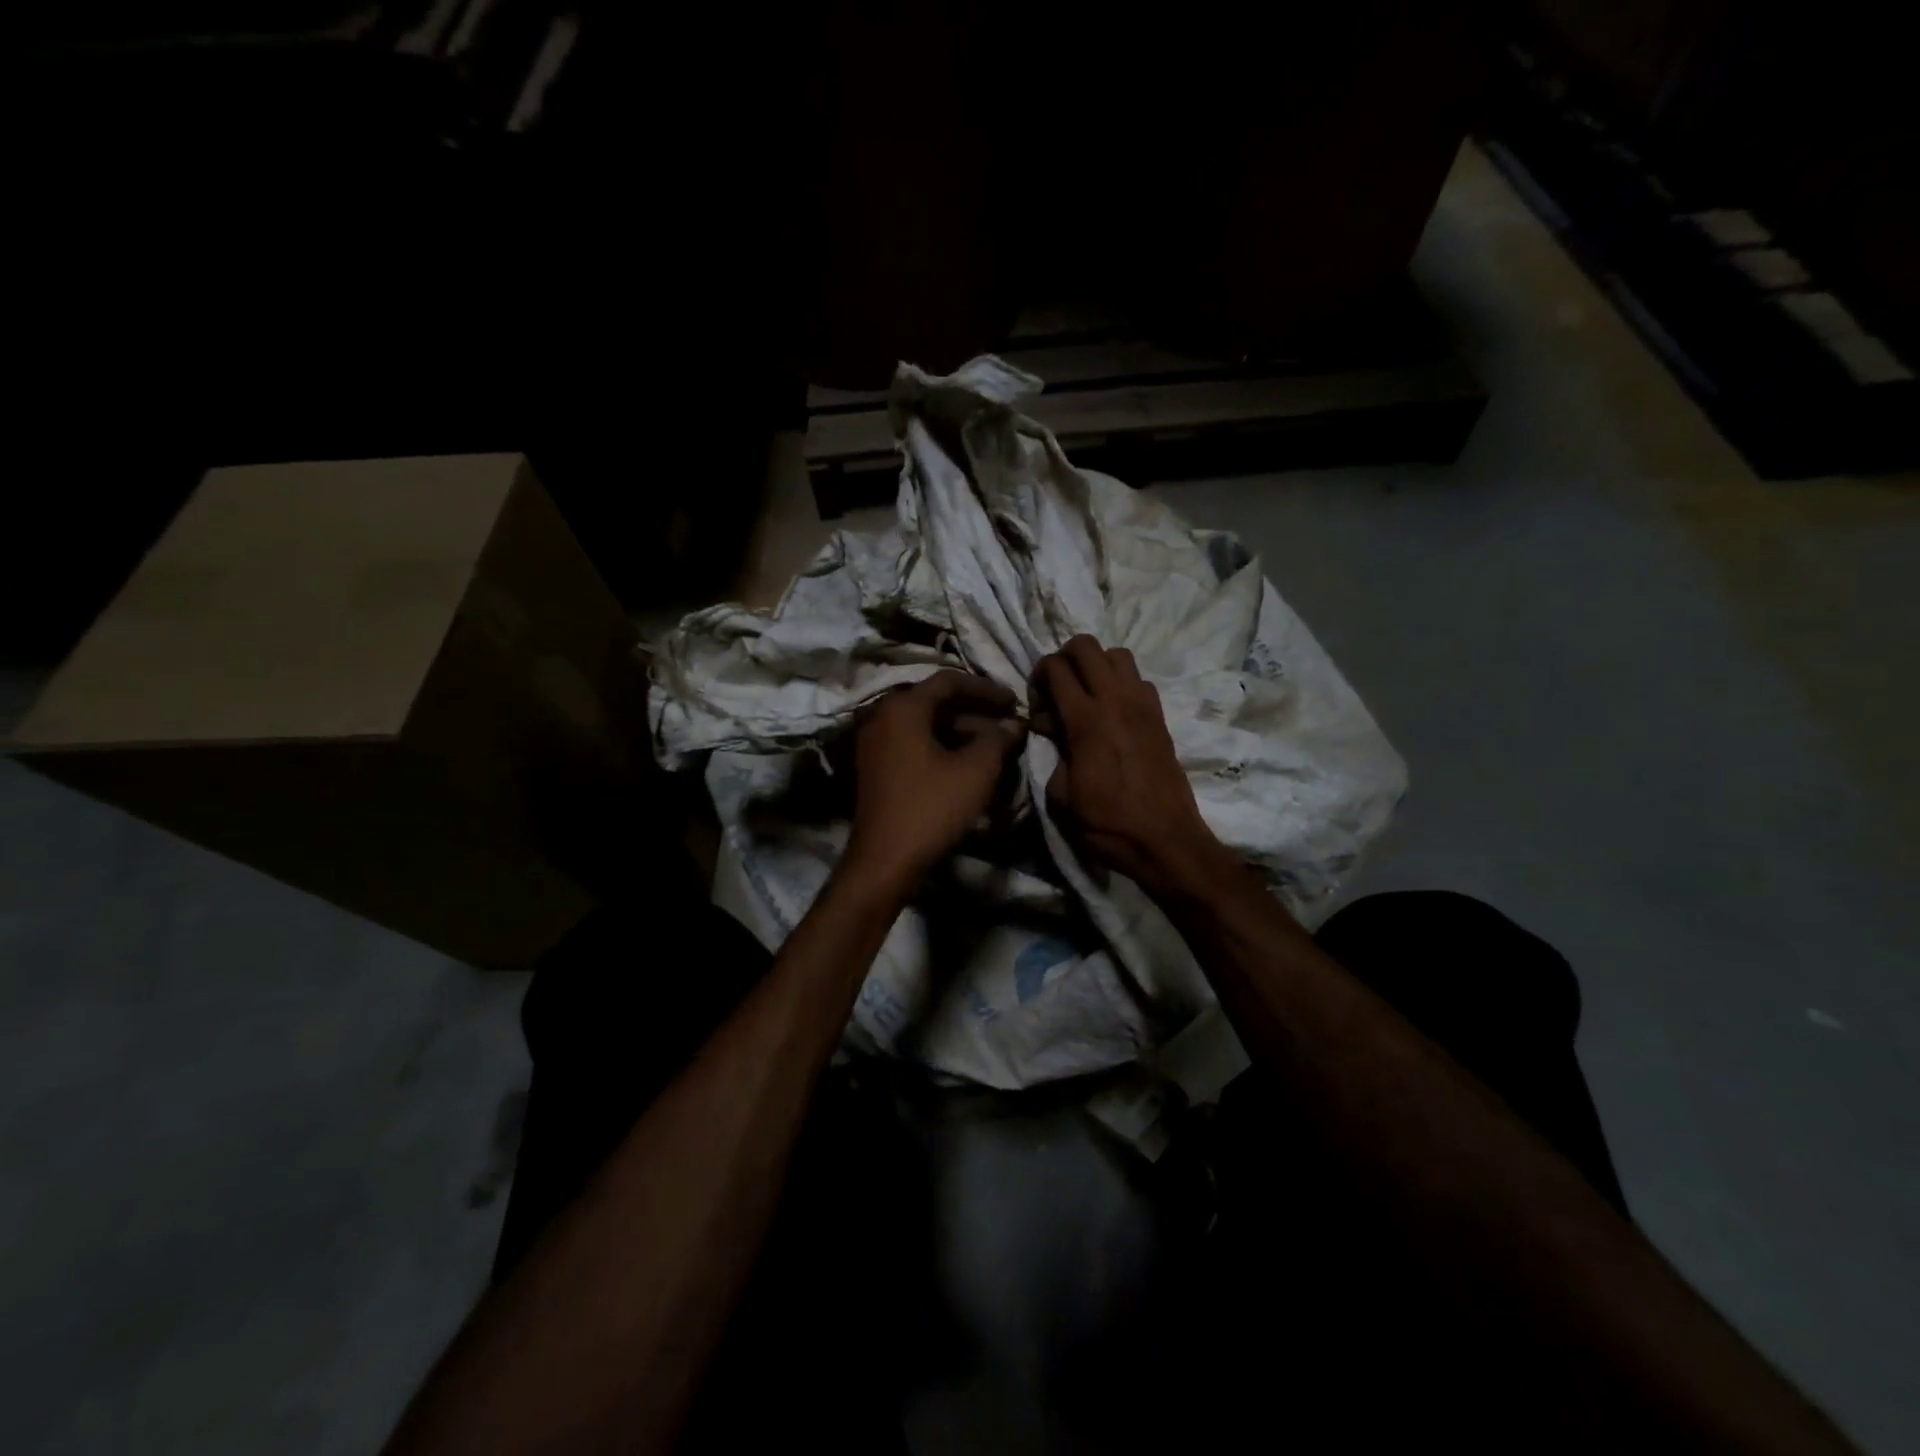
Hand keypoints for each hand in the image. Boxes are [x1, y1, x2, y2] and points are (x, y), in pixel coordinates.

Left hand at [843, 671, 1025, 891]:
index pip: (949, 681)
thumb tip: (1013, 725)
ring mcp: (875, 743)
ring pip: (926, 725)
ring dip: (961, 732)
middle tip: (1008, 724)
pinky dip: (942, 747)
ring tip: (996, 747)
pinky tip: (968, 764)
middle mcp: (882, 717)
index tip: (1014, 702)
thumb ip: (998, 739)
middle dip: (976, 712)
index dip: (986, 689)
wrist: (885, 860)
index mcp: (903, 708)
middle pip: (935, 702)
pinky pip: (914, 744)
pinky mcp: (876, 767)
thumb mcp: (975, 771)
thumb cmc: (931, 807)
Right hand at [1032, 636, 1229, 897]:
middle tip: (1057, 689)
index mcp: (1086, 720)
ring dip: (1096, 666)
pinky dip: (1121, 683)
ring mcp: (1143, 704)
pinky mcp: (1160, 715)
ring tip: (1086, 695)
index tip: (1037, 705)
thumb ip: (1052, 752)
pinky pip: (1138, 678)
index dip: (1038, 677)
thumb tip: (1050, 728)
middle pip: (1086, 645)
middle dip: (1064, 658)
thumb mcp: (1061, 795)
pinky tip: (1112, 712)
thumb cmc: (1107, 823)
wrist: (1165, 840)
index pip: (1056, 667)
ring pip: (1117, 654)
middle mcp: (1116, 700)